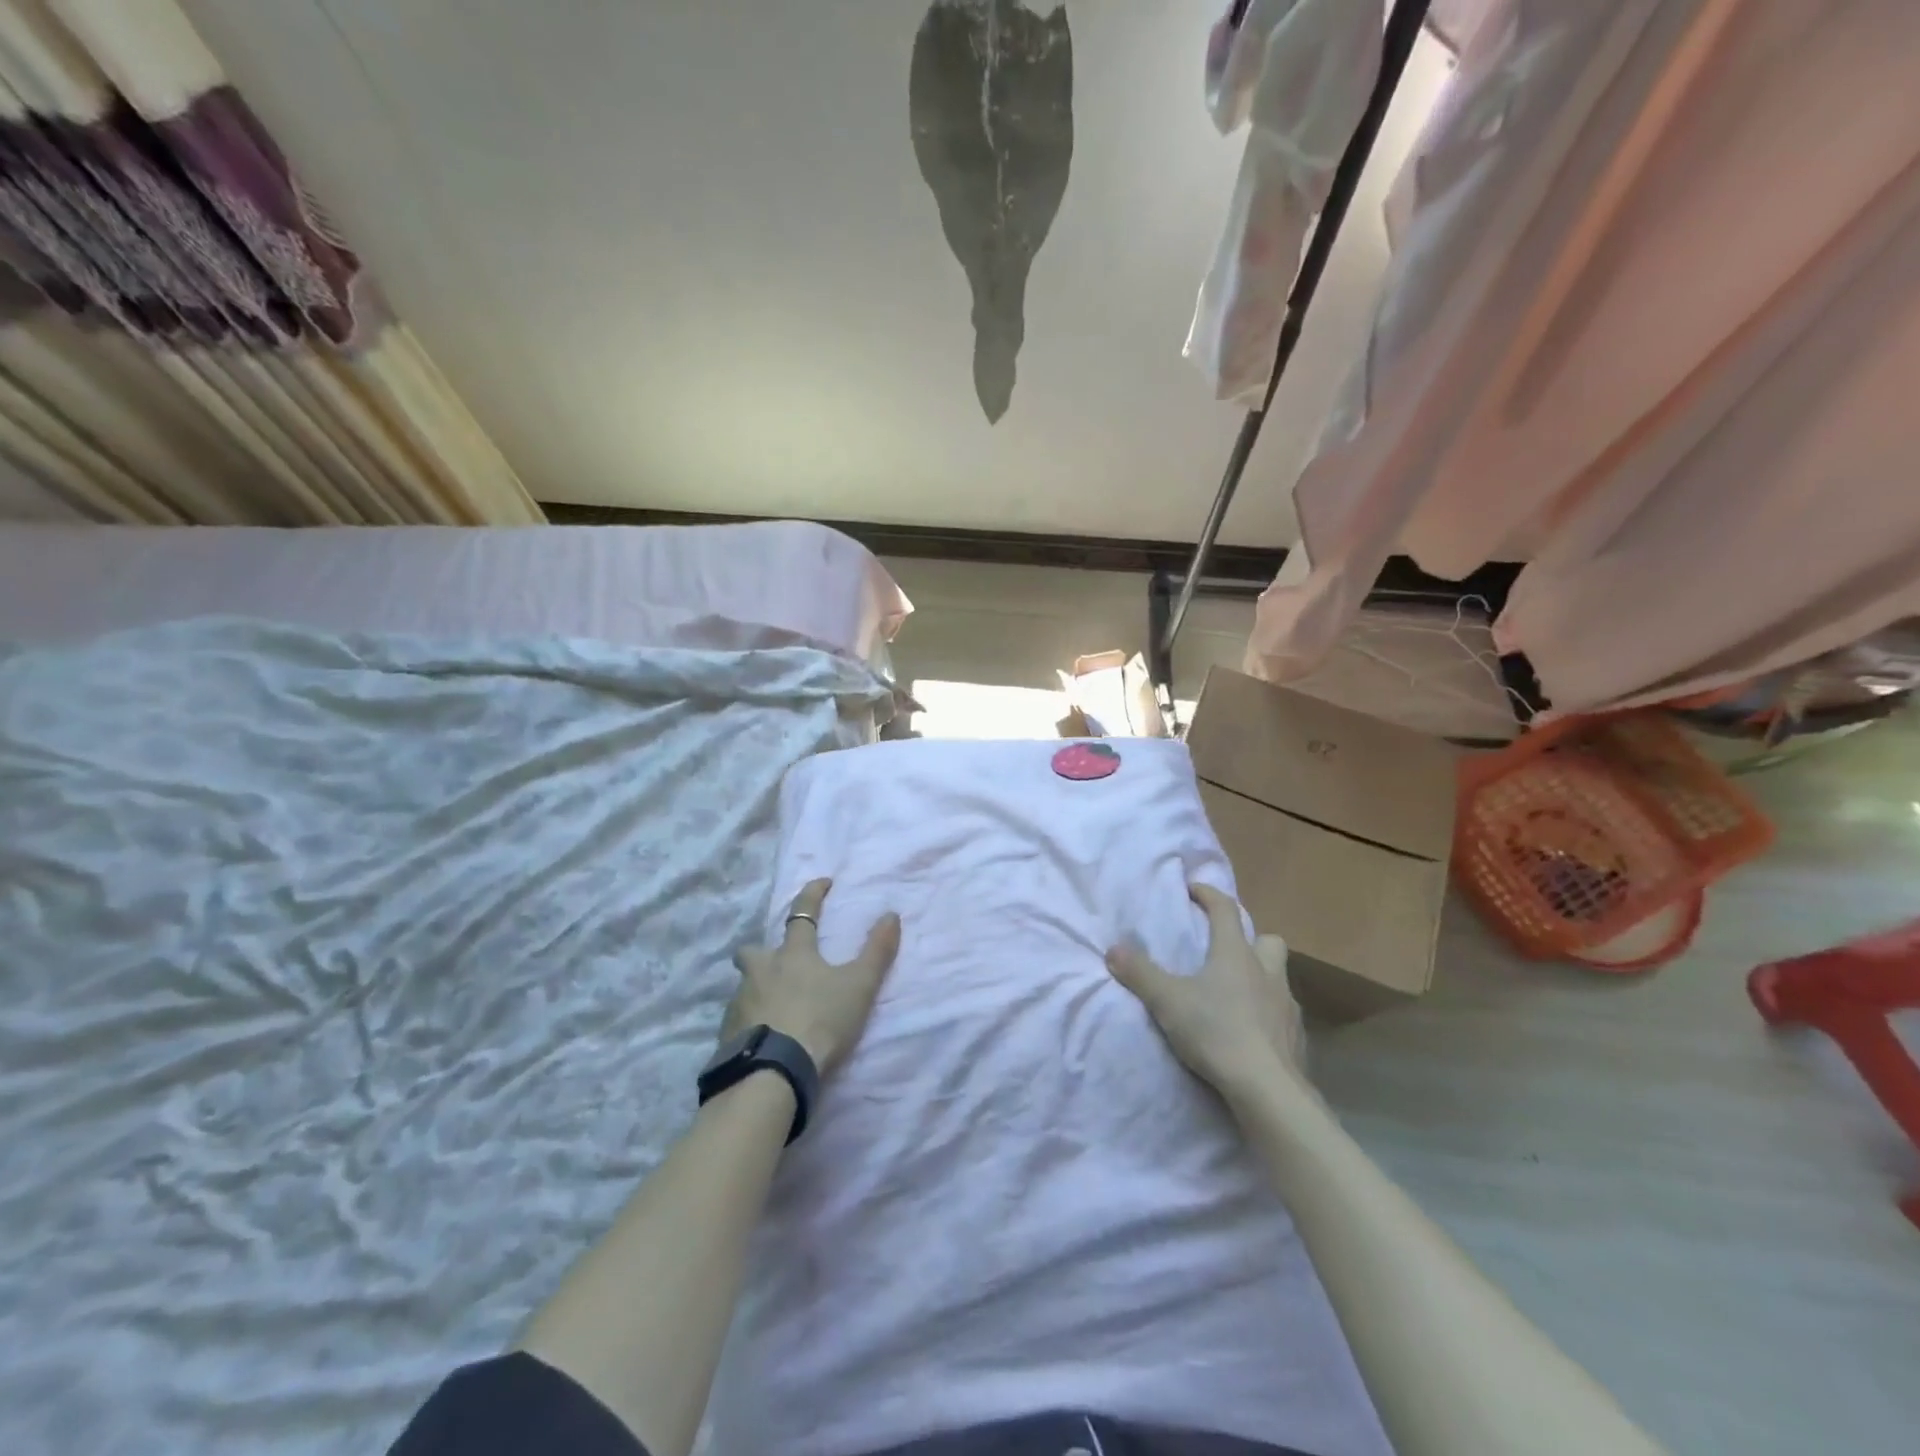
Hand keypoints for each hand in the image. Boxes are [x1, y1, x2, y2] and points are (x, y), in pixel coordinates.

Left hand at [722, 878, 900, 1075]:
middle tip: (777, 962)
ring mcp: (740, 1002)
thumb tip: (891, 914)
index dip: (813, 894)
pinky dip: (751, 1021)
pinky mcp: (727, 1033)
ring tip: (775, 1007)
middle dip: (761, 952)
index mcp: (793, 954)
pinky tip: (764, 1036)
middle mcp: (761, 971)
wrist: (774, 1072)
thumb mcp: (859, 986)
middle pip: (752, 951)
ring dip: (758, 989)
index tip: (823, 883)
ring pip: (745, 986)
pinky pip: (738, 1019)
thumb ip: (877, 951)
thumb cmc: (820, 1021)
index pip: (802, 913)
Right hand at [1105, 883, 1307, 1102]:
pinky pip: (1283, 1013)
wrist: (1267, 1088)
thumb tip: (1113, 949)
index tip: (1193, 890)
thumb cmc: (1216, 1032)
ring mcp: (1286, 1005)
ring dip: (1261, 976)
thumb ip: (1140, 973)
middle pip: (1268, 940)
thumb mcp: (1167, 1000)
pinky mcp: (1296, 1037)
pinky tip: (1251, 1029)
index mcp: (1235, 954)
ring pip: (1278, 977)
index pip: (1226, 910)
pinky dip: (1268, 1013)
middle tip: (1225, 951)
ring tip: (1236, 993)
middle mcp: (1266, 972)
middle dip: (1250, 939)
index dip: (1209, 894)